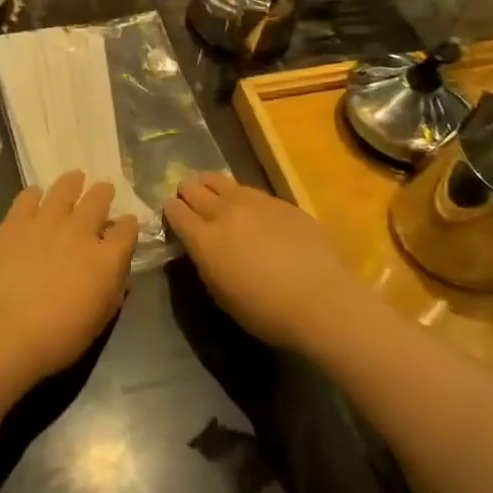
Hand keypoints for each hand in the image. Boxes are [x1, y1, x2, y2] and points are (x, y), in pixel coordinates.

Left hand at [0, 172, 137, 385]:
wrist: (6, 333)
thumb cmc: (59, 337)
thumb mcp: (100, 320)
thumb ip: (114, 291)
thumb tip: (119, 274)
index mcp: (107, 257)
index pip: (127, 229)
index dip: (128, 225)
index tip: (125, 224)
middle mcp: (81, 231)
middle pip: (98, 199)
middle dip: (104, 193)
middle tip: (103, 190)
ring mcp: (46, 222)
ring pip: (65, 189)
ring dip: (72, 182)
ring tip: (75, 178)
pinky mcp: (15, 223)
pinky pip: (27, 197)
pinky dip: (34, 194)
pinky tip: (34, 195)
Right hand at [165, 173, 365, 352]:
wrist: (322, 300)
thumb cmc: (266, 311)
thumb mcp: (221, 293)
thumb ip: (205, 262)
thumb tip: (202, 246)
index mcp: (204, 239)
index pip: (176, 211)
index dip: (170, 211)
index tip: (172, 213)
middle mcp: (225, 212)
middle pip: (194, 188)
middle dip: (187, 192)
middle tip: (188, 199)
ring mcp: (255, 202)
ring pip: (221, 180)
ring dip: (211, 186)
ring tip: (213, 193)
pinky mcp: (281, 202)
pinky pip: (250, 191)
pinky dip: (241, 196)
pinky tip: (248, 207)